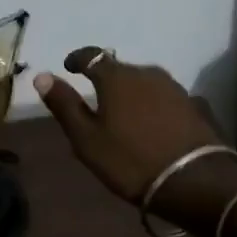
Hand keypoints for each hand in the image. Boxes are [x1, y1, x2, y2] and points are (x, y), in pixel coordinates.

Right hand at [33, 48, 236, 230]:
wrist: (194, 180)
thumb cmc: (130, 160)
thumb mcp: (87, 138)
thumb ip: (64, 105)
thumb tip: (42, 75)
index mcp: (116, 77)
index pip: (91, 55)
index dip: (77, 59)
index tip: (68, 68)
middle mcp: (146, 72)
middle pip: (118, 69)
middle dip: (104, 80)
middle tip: (94, 103)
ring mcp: (173, 87)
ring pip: (142, 82)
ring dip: (129, 93)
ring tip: (121, 115)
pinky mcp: (192, 104)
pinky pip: (161, 97)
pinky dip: (149, 104)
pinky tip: (148, 124)